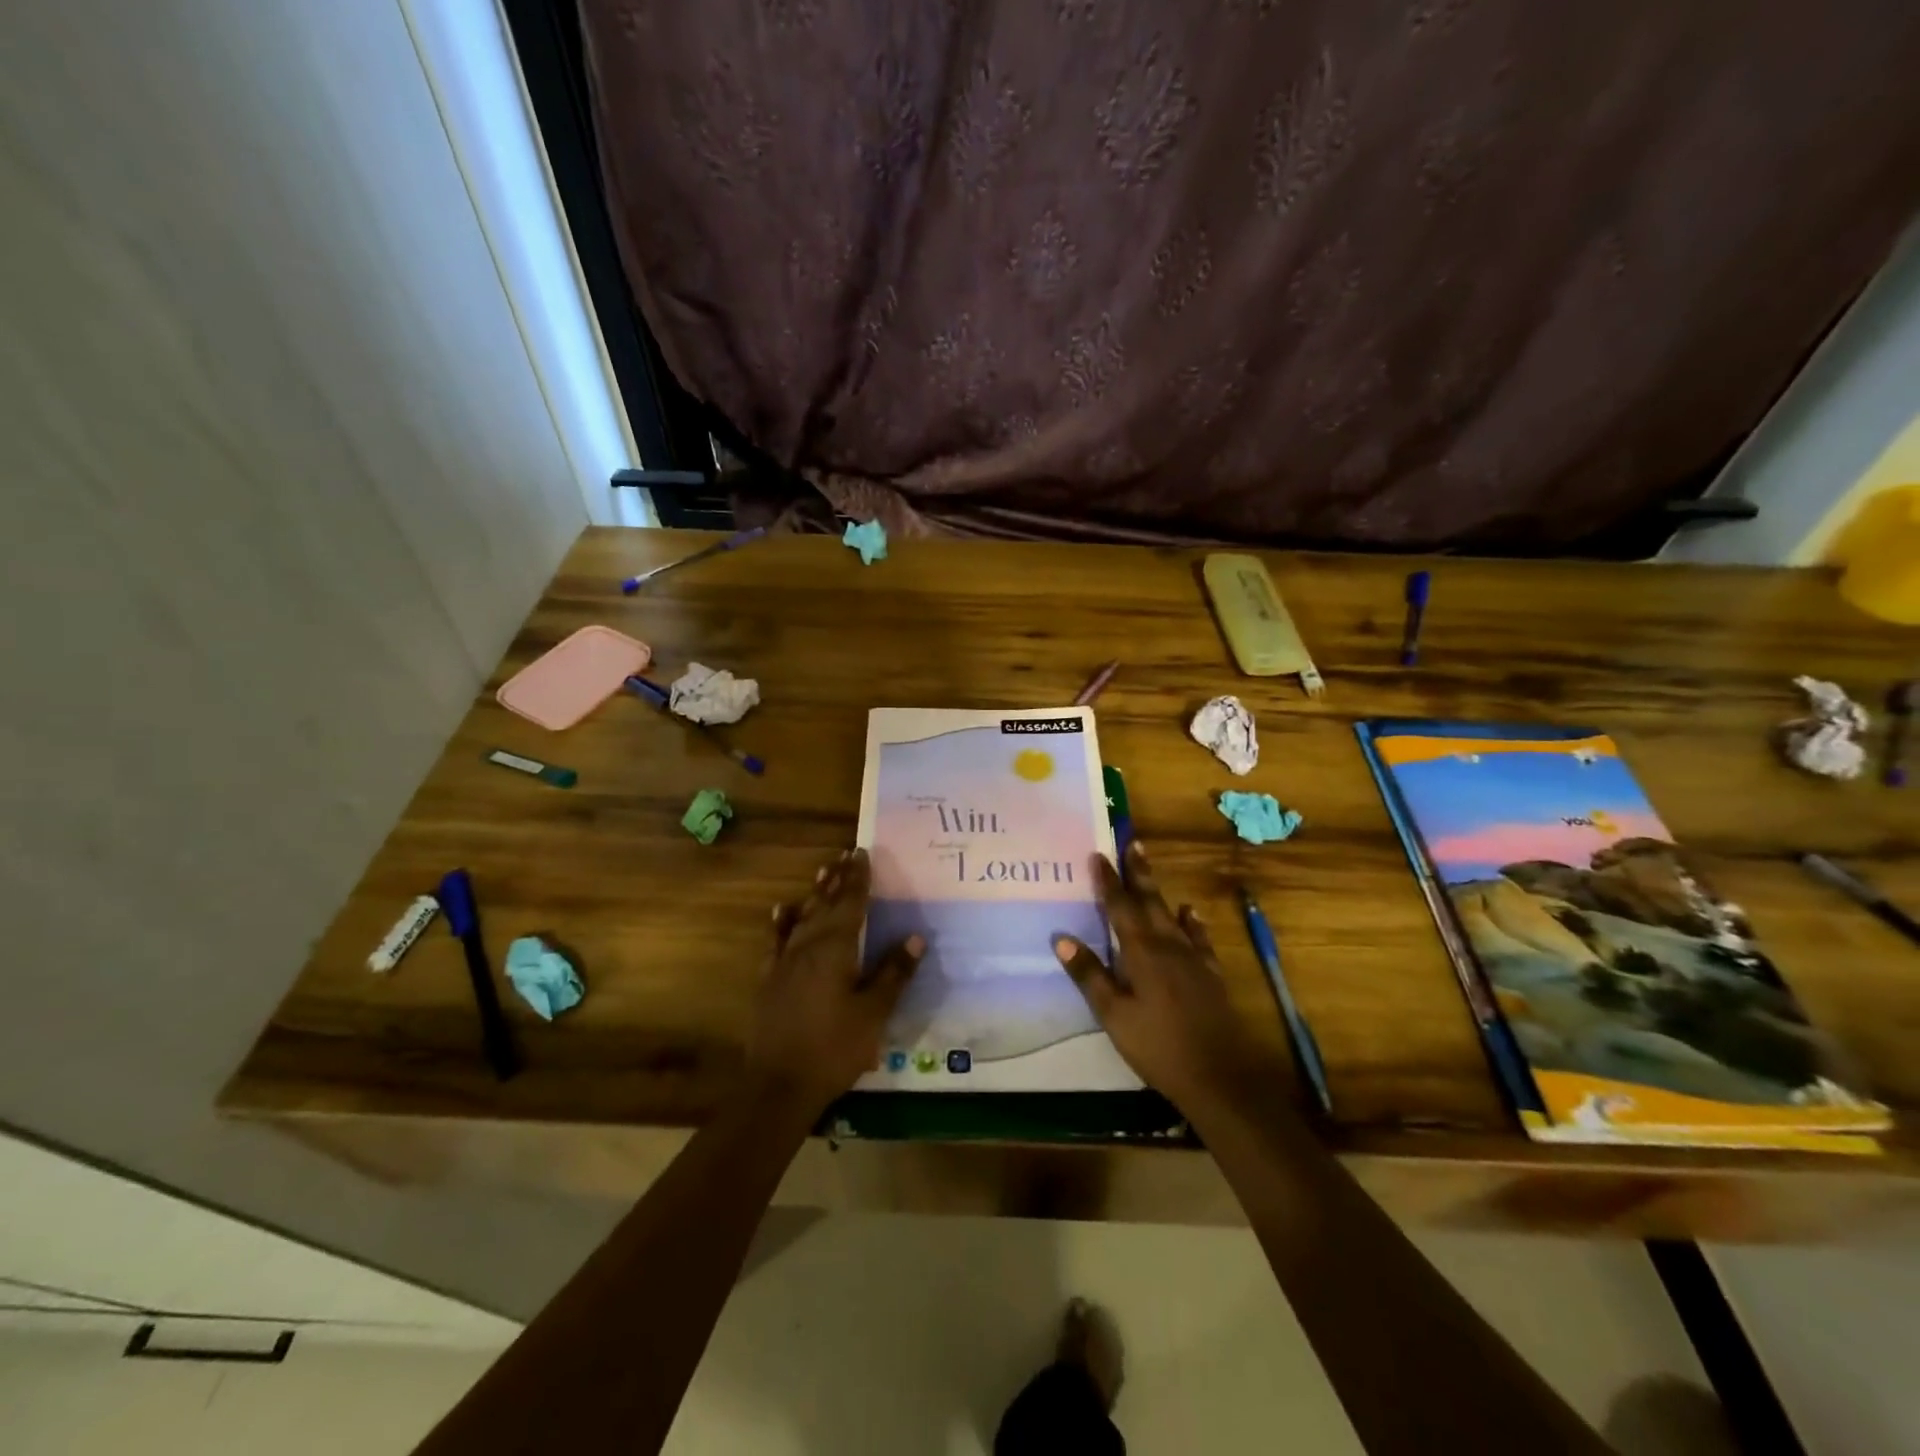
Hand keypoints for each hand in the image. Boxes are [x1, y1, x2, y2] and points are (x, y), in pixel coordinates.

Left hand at [746, 848, 922, 1118]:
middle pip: (826, 904)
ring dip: (815, 893)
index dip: (858, 878)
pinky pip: (777, 939)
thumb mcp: (874, 1013)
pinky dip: (783, 921)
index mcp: (835, 949)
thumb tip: (915, 937)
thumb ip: (893, 973)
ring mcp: (785, 961)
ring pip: (803, 916)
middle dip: (838, 879)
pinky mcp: (770, 978)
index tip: (863, 853)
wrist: (779, 1084)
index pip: (850, 904)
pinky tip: (783, 910)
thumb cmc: (834, 1047)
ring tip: (824, 871)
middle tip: (846, 854)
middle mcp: (808, 945)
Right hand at [1053, 841, 1277, 1121]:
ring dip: (1158, 889)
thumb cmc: (1158, 1046)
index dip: (1108, 881)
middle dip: (1138, 872)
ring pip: (1171, 914)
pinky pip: (1198, 937)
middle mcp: (1168, 945)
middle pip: (1149, 901)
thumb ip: (1090, 975)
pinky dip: (1191, 922)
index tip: (1098, 854)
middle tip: (1132, 842)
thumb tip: (1061, 938)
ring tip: (1149, 868)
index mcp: (1142, 952)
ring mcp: (1193, 958)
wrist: (1220, 1075)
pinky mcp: (1210, 974)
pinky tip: (1189, 913)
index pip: (1120, 908)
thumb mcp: (1114, 1015)